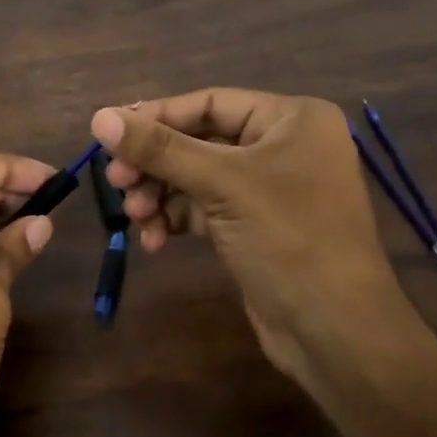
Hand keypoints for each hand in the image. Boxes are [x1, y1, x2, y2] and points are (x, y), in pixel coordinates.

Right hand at [90, 90, 419, 390]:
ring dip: (161, 194)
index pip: (210, 103)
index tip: (109, 135)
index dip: (157, 117)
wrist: (337, 333)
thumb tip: (99, 117)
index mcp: (292, 119)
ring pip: (199, 177)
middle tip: (116, 182)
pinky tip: (153, 241)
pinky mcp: (257, 226)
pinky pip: (206, 208)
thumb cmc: (289, 239)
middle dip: (157, 163)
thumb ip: (160, 149)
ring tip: (135, 216)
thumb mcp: (222, 186)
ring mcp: (271, 188)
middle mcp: (284, 145)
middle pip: (201, 140)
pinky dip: (177, 219)